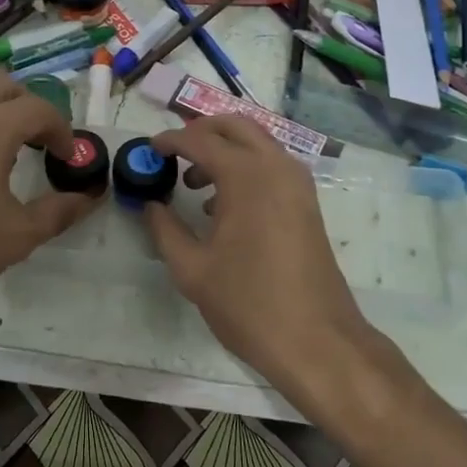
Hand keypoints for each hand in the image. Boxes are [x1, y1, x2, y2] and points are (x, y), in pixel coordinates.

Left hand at [0, 74, 98, 325]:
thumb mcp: (19, 234)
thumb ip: (59, 210)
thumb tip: (89, 198)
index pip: (37, 108)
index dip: (62, 129)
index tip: (69, 158)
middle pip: (4, 87)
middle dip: (32, 107)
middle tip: (44, 143)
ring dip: (0, 113)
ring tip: (14, 153)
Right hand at [145, 116, 366, 393]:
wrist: (316, 340)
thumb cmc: (248, 303)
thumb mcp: (192, 269)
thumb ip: (166, 230)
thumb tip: (151, 205)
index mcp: (246, 176)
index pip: (200, 140)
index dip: (171, 140)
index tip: (150, 149)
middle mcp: (276, 166)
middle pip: (235, 126)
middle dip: (201, 131)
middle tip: (173, 151)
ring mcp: (297, 183)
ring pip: (257, 143)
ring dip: (225, 149)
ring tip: (193, 182)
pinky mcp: (307, 202)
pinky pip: (271, 165)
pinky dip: (245, 167)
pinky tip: (223, 205)